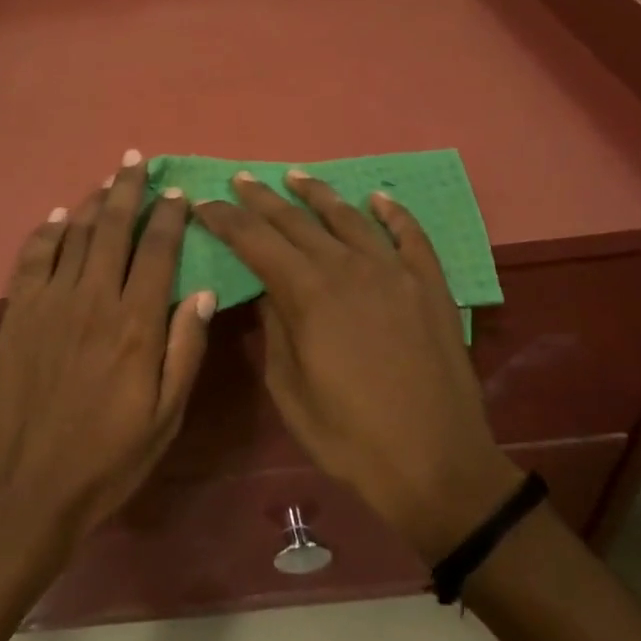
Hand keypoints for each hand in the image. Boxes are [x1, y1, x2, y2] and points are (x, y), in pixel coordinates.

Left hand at [0, 151, 215, 549]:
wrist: (32, 483)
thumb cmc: (110, 456)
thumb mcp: (166, 415)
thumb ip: (185, 349)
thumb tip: (202, 291)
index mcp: (136, 324)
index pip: (157, 251)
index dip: (168, 217)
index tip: (177, 193)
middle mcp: (93, 300)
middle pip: (113, 230)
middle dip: (128, 190)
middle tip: (137, 161)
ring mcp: (50, 303)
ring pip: (75, 235)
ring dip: (93, 202)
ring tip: (108, 179)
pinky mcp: (18, 313)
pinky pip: (33, 258)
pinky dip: (47, 232)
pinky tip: (58, 216)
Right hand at [192, 170, 519, 564]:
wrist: (435, 464)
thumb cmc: (349, 436)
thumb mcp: (289, 390)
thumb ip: (275, 330)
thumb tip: (269, 292)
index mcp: (307, 294)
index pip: (255, 241)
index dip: (226, 219)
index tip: (204, 202)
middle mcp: (348, 268)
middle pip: (296, 221)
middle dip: (262, 198)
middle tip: (240, 179)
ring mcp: (394, 272)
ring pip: (349, 218)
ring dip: (318, 194)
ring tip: (295, 177)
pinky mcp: (430, 286)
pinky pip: (410, 236)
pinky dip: (393, 213)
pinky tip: (378, 199)